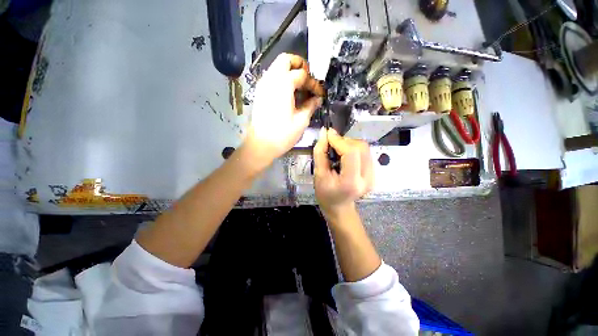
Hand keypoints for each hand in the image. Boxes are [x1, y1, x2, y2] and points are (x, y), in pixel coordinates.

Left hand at [245, 53, 323, 168]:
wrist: (260, 145)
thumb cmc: (282, 135)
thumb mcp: (301, 121)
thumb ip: (310, 106)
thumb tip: (318, 99)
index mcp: (283, 84)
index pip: (302, 74)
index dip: (313, 83)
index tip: (319, 94)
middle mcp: (271, 79)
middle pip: (285, 59)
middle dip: (299, 65)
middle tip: (308, 80)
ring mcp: (263, 85)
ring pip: (277, 67)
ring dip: (290, 72)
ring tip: (300, 88)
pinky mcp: (259, 93)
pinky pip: (272, 78)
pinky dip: (282, 79)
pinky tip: (289, 94)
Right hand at [313, 128, 373, 218]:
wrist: (339, 206)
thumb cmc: (325, 193)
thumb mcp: (318, 174)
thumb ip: (320, 153)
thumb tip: (324, 133)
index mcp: (351, 182)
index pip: (351, 153)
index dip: (339, 141)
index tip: (328, 134)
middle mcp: (367, 178)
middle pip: (361, 148)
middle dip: (345, 141)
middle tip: (332, 143)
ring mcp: (373, 176)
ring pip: (365, 148)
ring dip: (350, 143)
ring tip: (338, 149)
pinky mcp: (374, 172)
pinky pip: (366, 152)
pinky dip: (354, 148)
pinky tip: (345, 154)